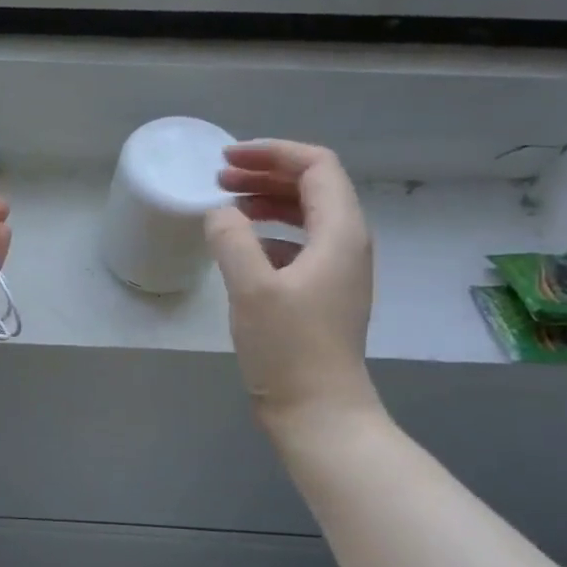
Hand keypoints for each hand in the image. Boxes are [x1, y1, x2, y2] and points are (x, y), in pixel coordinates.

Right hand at [206, 141, 378, 429]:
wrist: (319, 413)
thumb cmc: (289, 349)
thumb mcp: (251, 288)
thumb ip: (231, 239)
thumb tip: (218, 213)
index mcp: (340, 233)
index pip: (316, 166)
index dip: (272, 153)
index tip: (227, 159)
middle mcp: (347, 244)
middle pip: (313, 186)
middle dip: (265, 173)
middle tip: (219, 178)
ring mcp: (338, 270)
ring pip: (305, 215)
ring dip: (266, 202)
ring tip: (226, 205)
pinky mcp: (323, 294)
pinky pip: (299, 245)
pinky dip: (268, 234)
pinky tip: (240, 249)